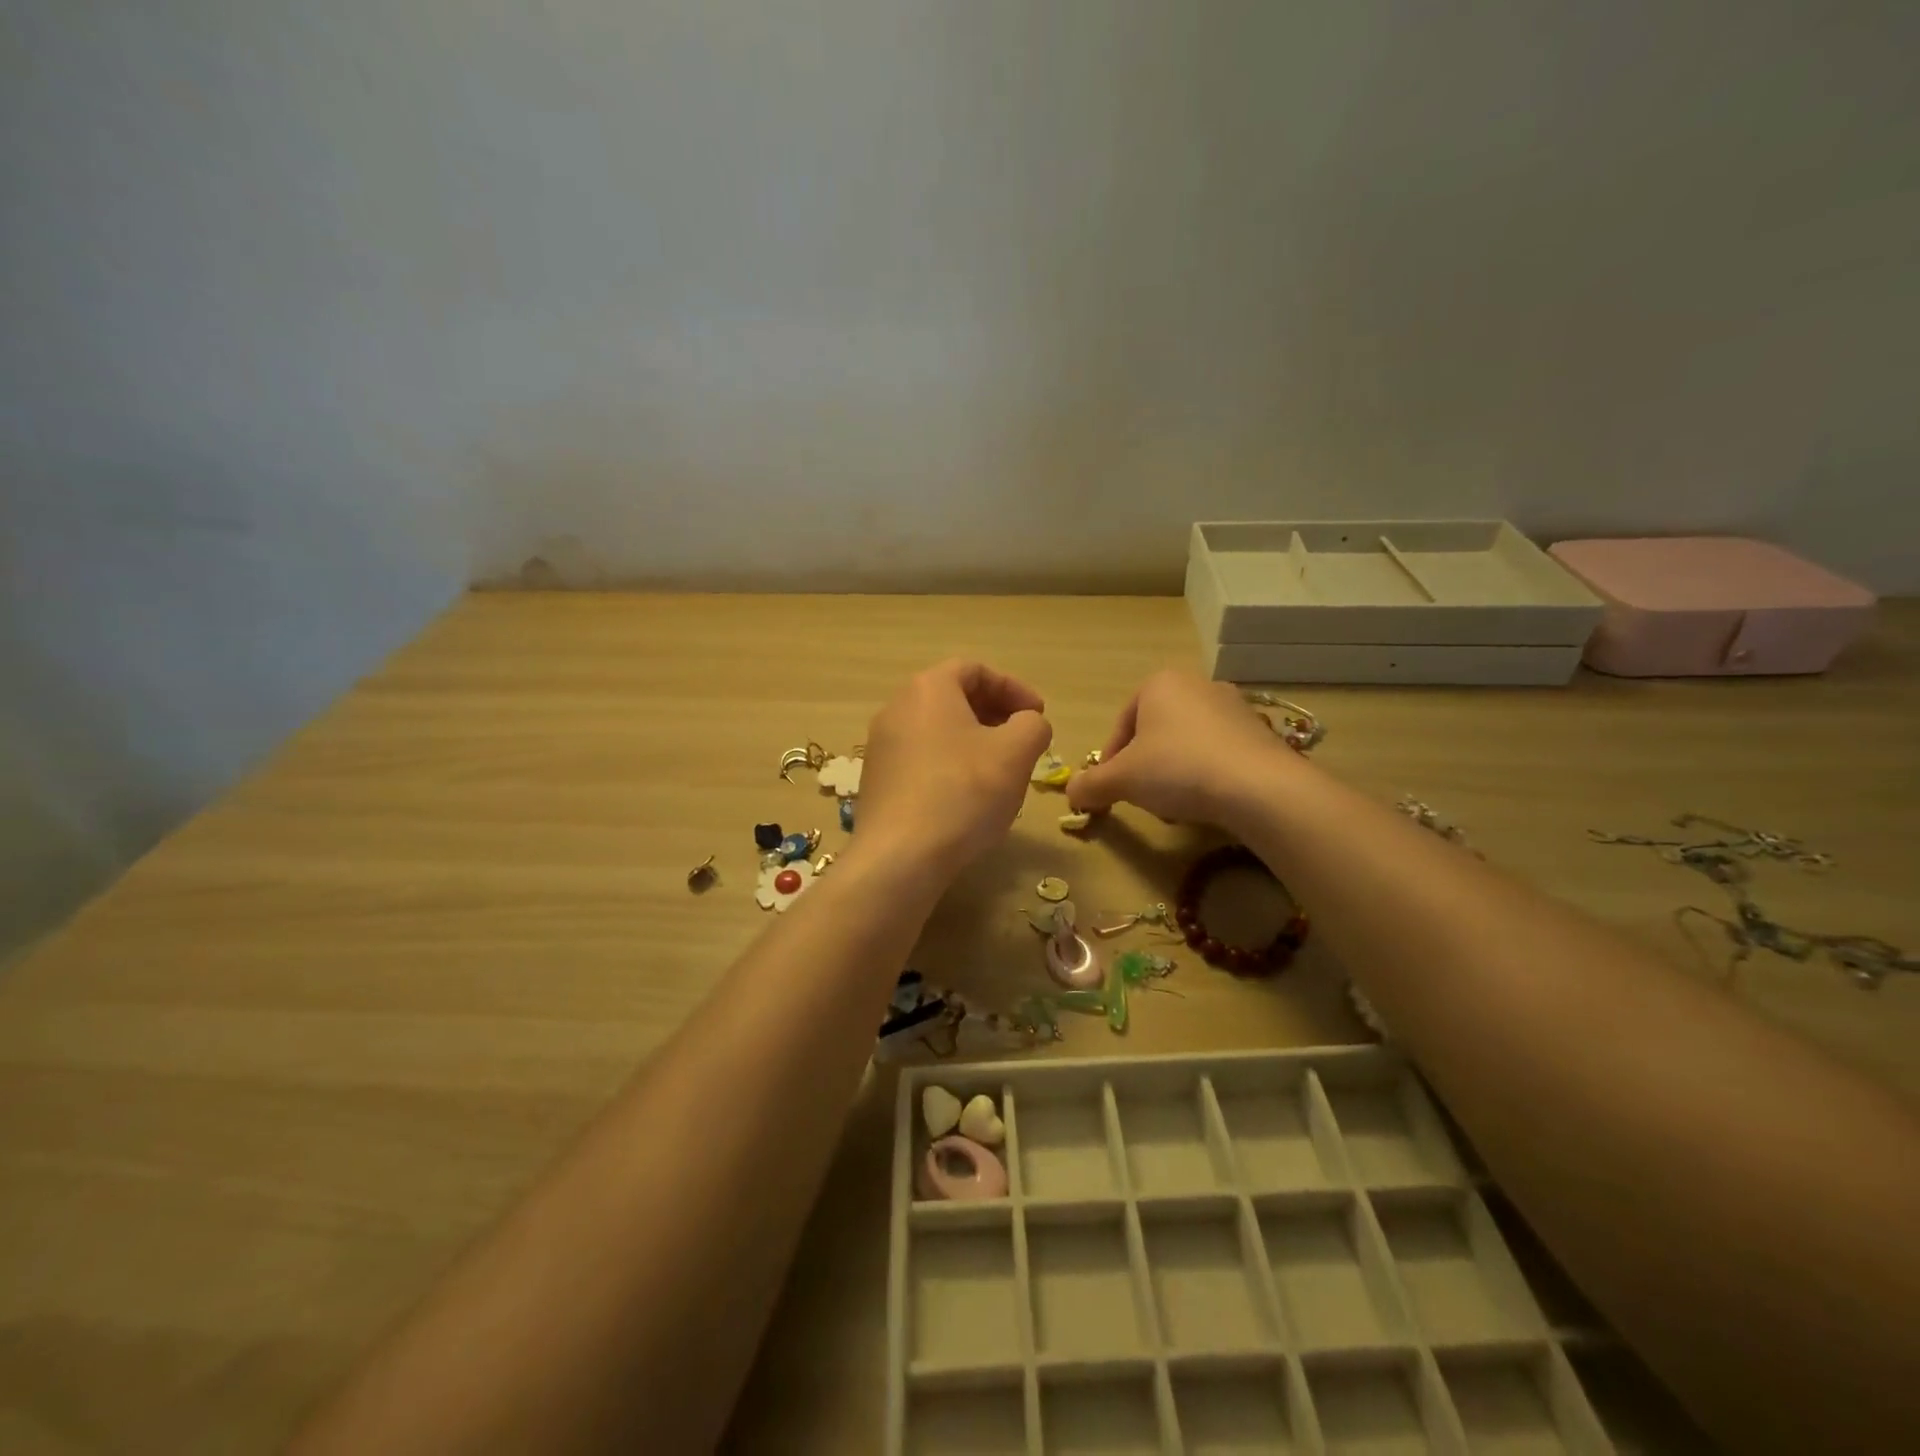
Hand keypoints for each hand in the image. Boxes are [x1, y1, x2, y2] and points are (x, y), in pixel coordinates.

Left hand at [855, 660, 1052, 872]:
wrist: (901, 857)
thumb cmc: (964, 792)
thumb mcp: (1016, 752)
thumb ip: (1033, 725)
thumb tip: (1028, 724)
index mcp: (928, 689)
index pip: (975, 670)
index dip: (1013, 687)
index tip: (1038, 714)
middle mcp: (896, 708)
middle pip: (952, 698)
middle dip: (994, 714)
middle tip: (1022, 739)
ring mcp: (881, 746)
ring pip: (936, 730)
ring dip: (972, 741)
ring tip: (999, 770)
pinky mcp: (876, 781)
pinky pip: (920, 759)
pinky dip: (949, 765)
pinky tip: (967, 797)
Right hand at [1067, 669, 1296, 826]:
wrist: (1259, 787)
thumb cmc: (1177, 768)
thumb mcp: (1121, 780)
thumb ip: (1090, 785)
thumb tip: (1071, 793)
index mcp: (1159, 683)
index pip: (1121, 724)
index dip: (1110, 761)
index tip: (1110, 790)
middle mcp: (1198, 685)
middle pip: (1155, 733)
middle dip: (1145, 768)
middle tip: (1143, 798)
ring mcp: (1234, 707)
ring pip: (1187, 744)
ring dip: (1174, 773)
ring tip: (1175, 806)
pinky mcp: (1261, 732)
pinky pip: (1219, 753)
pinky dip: (1206, 775)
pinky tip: (1208, 802)